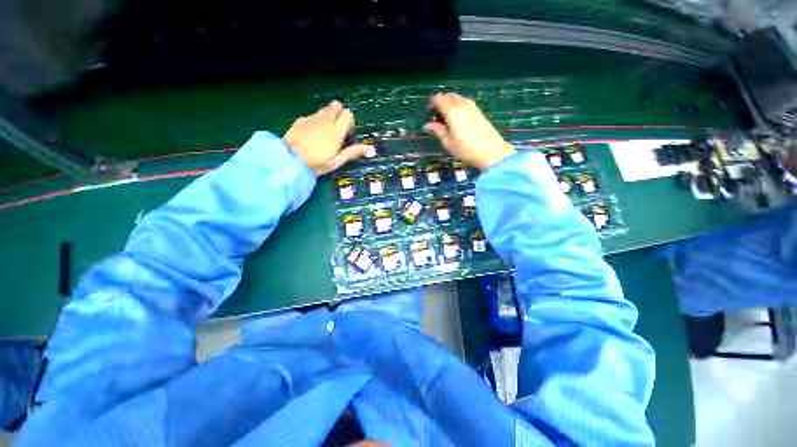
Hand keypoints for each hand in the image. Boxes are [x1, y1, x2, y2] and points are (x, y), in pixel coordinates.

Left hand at [284, 101, 374, 175]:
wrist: (290, 160)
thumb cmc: (317, 163)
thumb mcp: (337, 161)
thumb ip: (353, 152)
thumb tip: (371, 149)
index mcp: (336, 130)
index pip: (348, 114)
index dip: (349, 123)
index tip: (347, 135)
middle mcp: (325, 120)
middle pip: (337, 106)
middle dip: (340, 115)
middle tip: (337, 131)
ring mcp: (311, 118)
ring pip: (324, 109)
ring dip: (328, 117)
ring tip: (324, 135)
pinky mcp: (300, 120)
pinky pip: (313, 115)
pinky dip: (316, 121)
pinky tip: (311, 136)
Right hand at [423, 93, 515, 170]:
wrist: (490, 151)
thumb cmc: (465, 148)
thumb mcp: (448, 142)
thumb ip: (437, 130)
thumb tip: (427, 125)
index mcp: (452, 110)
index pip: (438, 98)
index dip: (432, 104)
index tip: (429, 114)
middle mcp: (462, 103)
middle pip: (448, 96)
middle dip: (441, 103)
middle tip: (437, 118)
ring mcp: (472, 106)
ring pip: (457, 99)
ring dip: (450, 105)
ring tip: (447, 121)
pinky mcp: (478, 111)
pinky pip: (464, 103)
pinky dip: (458, 108)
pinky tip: (458, 122)